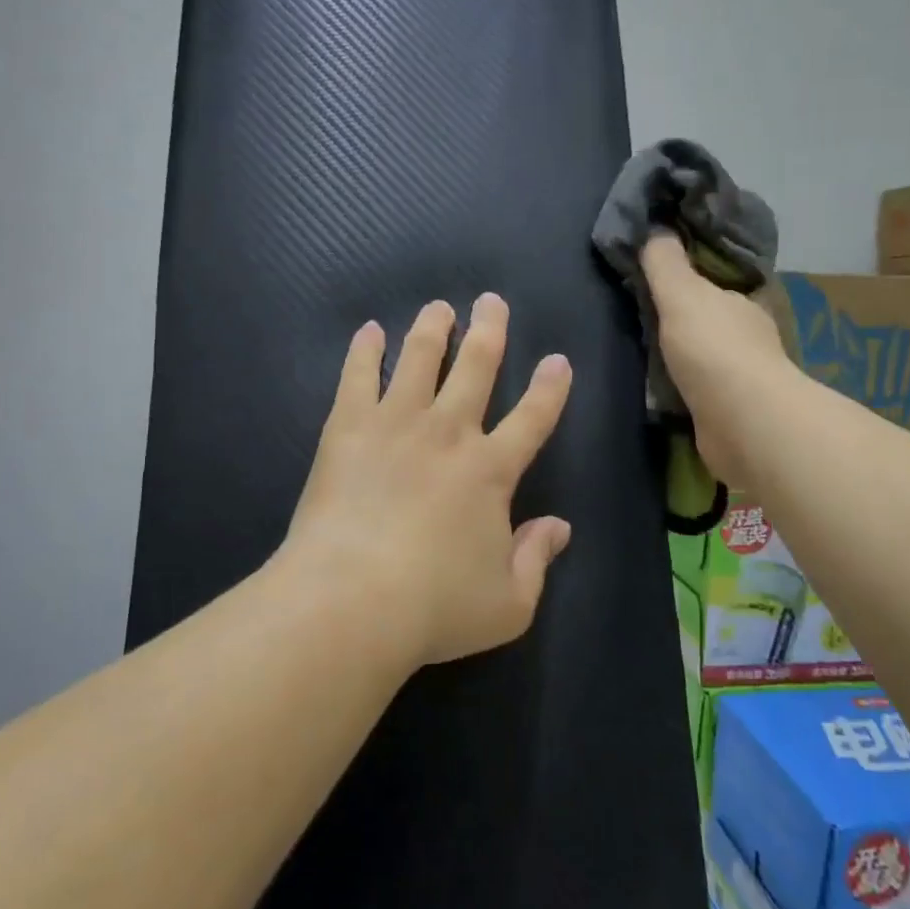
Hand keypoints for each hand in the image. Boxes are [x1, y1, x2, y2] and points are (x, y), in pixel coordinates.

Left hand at [279, 294, 573, 670]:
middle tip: (491, 301)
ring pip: (420, 359)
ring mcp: (396, 424)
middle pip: (476, 367)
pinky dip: (364, 351)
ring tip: (438, 306)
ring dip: (432, 329)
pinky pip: (358, 376)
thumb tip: (560, 527)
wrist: (351, 600)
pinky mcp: (348, 427)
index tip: (557, 360)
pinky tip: (369, 331)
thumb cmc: (434, 607)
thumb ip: (538, 559)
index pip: (533, 418)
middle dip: (489, 331)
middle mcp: (449, 433)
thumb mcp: (508, 603)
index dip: (550, 388)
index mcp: (491, 470)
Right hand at [641, 232, 790, 486]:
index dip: (693, 280)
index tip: (662, 279)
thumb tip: (656, 228)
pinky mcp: (731, 413)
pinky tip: (661, 390)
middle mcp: (748, 338)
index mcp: (743, 304)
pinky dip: (684, 389)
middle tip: (644, 317)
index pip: (717, 285)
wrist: (742, 421)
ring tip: (645, 355)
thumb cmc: (713, 348)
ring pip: (707, 358)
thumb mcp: (681, 293)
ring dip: (685, 357)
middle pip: (712, 321)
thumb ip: (665, 262)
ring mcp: (743, 379)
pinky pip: (701, 392)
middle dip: (685, 321)